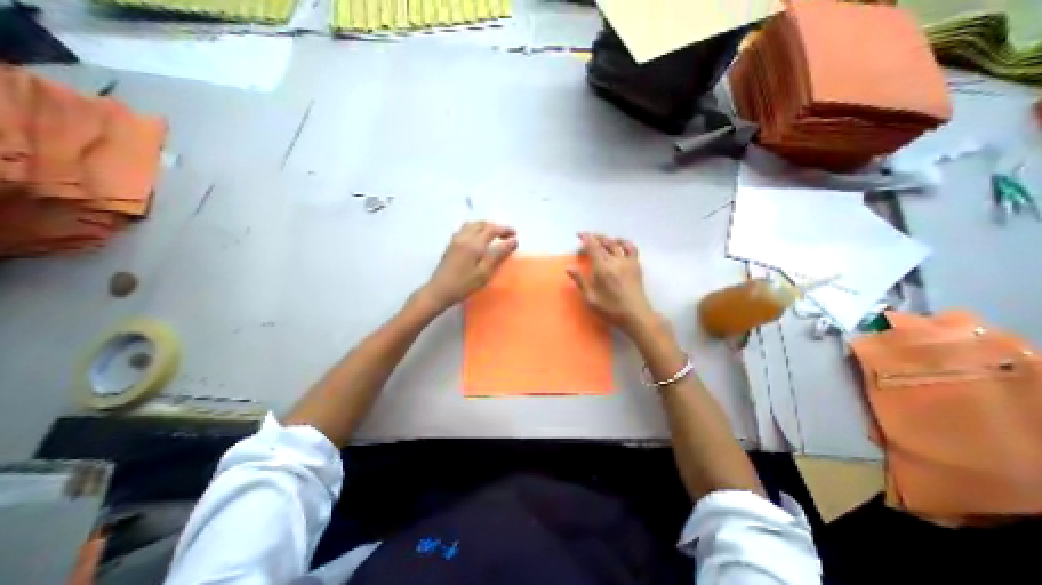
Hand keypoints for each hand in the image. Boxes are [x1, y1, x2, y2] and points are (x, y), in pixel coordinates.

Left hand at [421, 221, 517, 310]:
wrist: (438, 291)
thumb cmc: (464, 285)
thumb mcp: (484, 273)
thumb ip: (499, 255)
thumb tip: (513, 241)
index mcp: (474, 243)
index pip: (492, 229)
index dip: (505, 229)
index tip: (515, 235)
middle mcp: (464, 237)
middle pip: (482, 224)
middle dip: (496, 227)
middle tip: (506, 236)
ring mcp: (455, 240)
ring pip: (472, 225)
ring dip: (485, 227)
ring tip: (493, 236)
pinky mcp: (450, 245)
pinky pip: (465, 230)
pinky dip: (475, 230)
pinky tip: (477, 240)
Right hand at [567, 231, 653, 332]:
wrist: (635, 315)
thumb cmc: (611, 309)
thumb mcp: (591, 298)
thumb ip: (580, 281)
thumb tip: (569, 267)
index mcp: (602, 268)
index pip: (593, 247)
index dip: (586, 238)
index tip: (579, 234)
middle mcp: (615, 261)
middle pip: (603, 243)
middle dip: (594, 237)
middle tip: (587, 238)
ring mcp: (627, 262)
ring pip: (616, 244)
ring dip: (607, 239)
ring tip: (600, 239)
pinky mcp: (636, 265)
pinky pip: (631, 248)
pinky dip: (624, 242)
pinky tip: (620, 243)